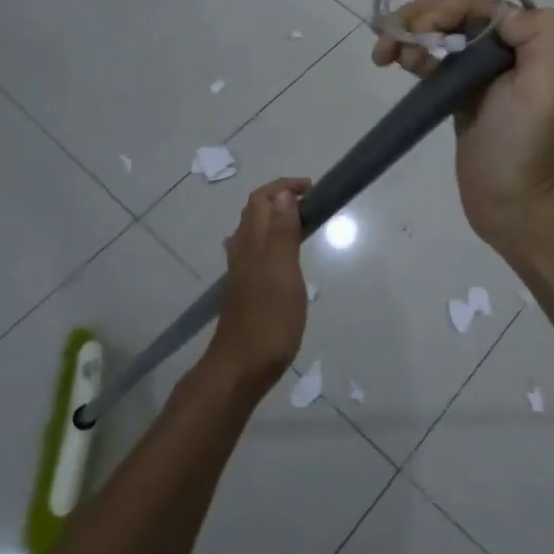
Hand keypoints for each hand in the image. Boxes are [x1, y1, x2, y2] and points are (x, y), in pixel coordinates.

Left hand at [205, 177, 311, 396]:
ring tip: (302, 225)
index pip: (262, 199)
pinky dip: (272, 241)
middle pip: (255, 212)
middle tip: (311, 204)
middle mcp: (242, 251)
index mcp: (253, 242)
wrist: (241, 367)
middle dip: (280, 199)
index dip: (284, 187)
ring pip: (254, 232)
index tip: (312, 189)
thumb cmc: (269, 319)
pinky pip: (256, 252)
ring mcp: (241, 272)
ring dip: (275, 219)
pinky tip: (283, 258)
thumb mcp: (283, 271)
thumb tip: (283, 194)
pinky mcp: (245, 290)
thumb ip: (282, 232)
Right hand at [371, 0, 553, 255]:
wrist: (512, 203)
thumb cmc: (524, 147)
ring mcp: (477, 69)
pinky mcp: (458, 90)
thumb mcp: (545, 88)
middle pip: (451, 11)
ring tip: (384, 57)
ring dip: (407, 34)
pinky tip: (395, 64)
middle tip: (388, 47)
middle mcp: (503, 46)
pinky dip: (411, 53)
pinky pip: (432, 58)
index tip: (416, 38)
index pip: (473, 3)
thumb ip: (539, 36)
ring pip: (437, 31)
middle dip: (416, 19)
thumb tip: (500, 11)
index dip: (438, 11)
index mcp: (525, 38)